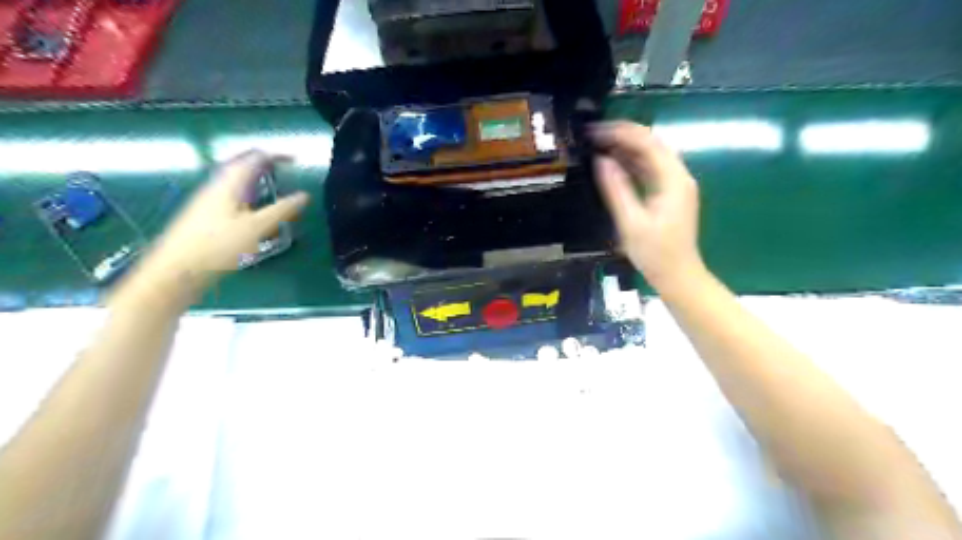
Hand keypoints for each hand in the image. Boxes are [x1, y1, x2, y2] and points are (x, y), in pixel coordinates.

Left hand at [134, 152, 306, 300]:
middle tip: (286, 171)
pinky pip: (232, 195)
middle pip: (243, 165)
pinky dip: (250, 195)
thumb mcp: (257, 228)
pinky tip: (256, 211)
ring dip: (257, 180)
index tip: (296, 161)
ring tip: (276, 189)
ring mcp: (209, 200)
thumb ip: (282, 210)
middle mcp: (217, 186)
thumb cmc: (218, 246)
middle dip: (266, 165)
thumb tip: (304, 195)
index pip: (255, 157)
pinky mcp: (206, 214)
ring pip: (236, 181)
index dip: (277, 156)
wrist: (177, 270)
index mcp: (229, 183)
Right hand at [591, 122, 704, 289]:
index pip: (647, 143)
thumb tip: (601, 160)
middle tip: (593, 135)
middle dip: (622, 135)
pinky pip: (650, 169)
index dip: (620, 133)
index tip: (593, 131)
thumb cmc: (655, 253)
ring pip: (651, 155)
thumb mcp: (631, 222)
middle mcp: (678, 175)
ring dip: (626, 147)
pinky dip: (632, 162)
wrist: (677, 276)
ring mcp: (675, 184)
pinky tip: (613, 162)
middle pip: (651, 143)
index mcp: (673, 179)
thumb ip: (616, 189)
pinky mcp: (669, 193)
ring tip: (598, 144)